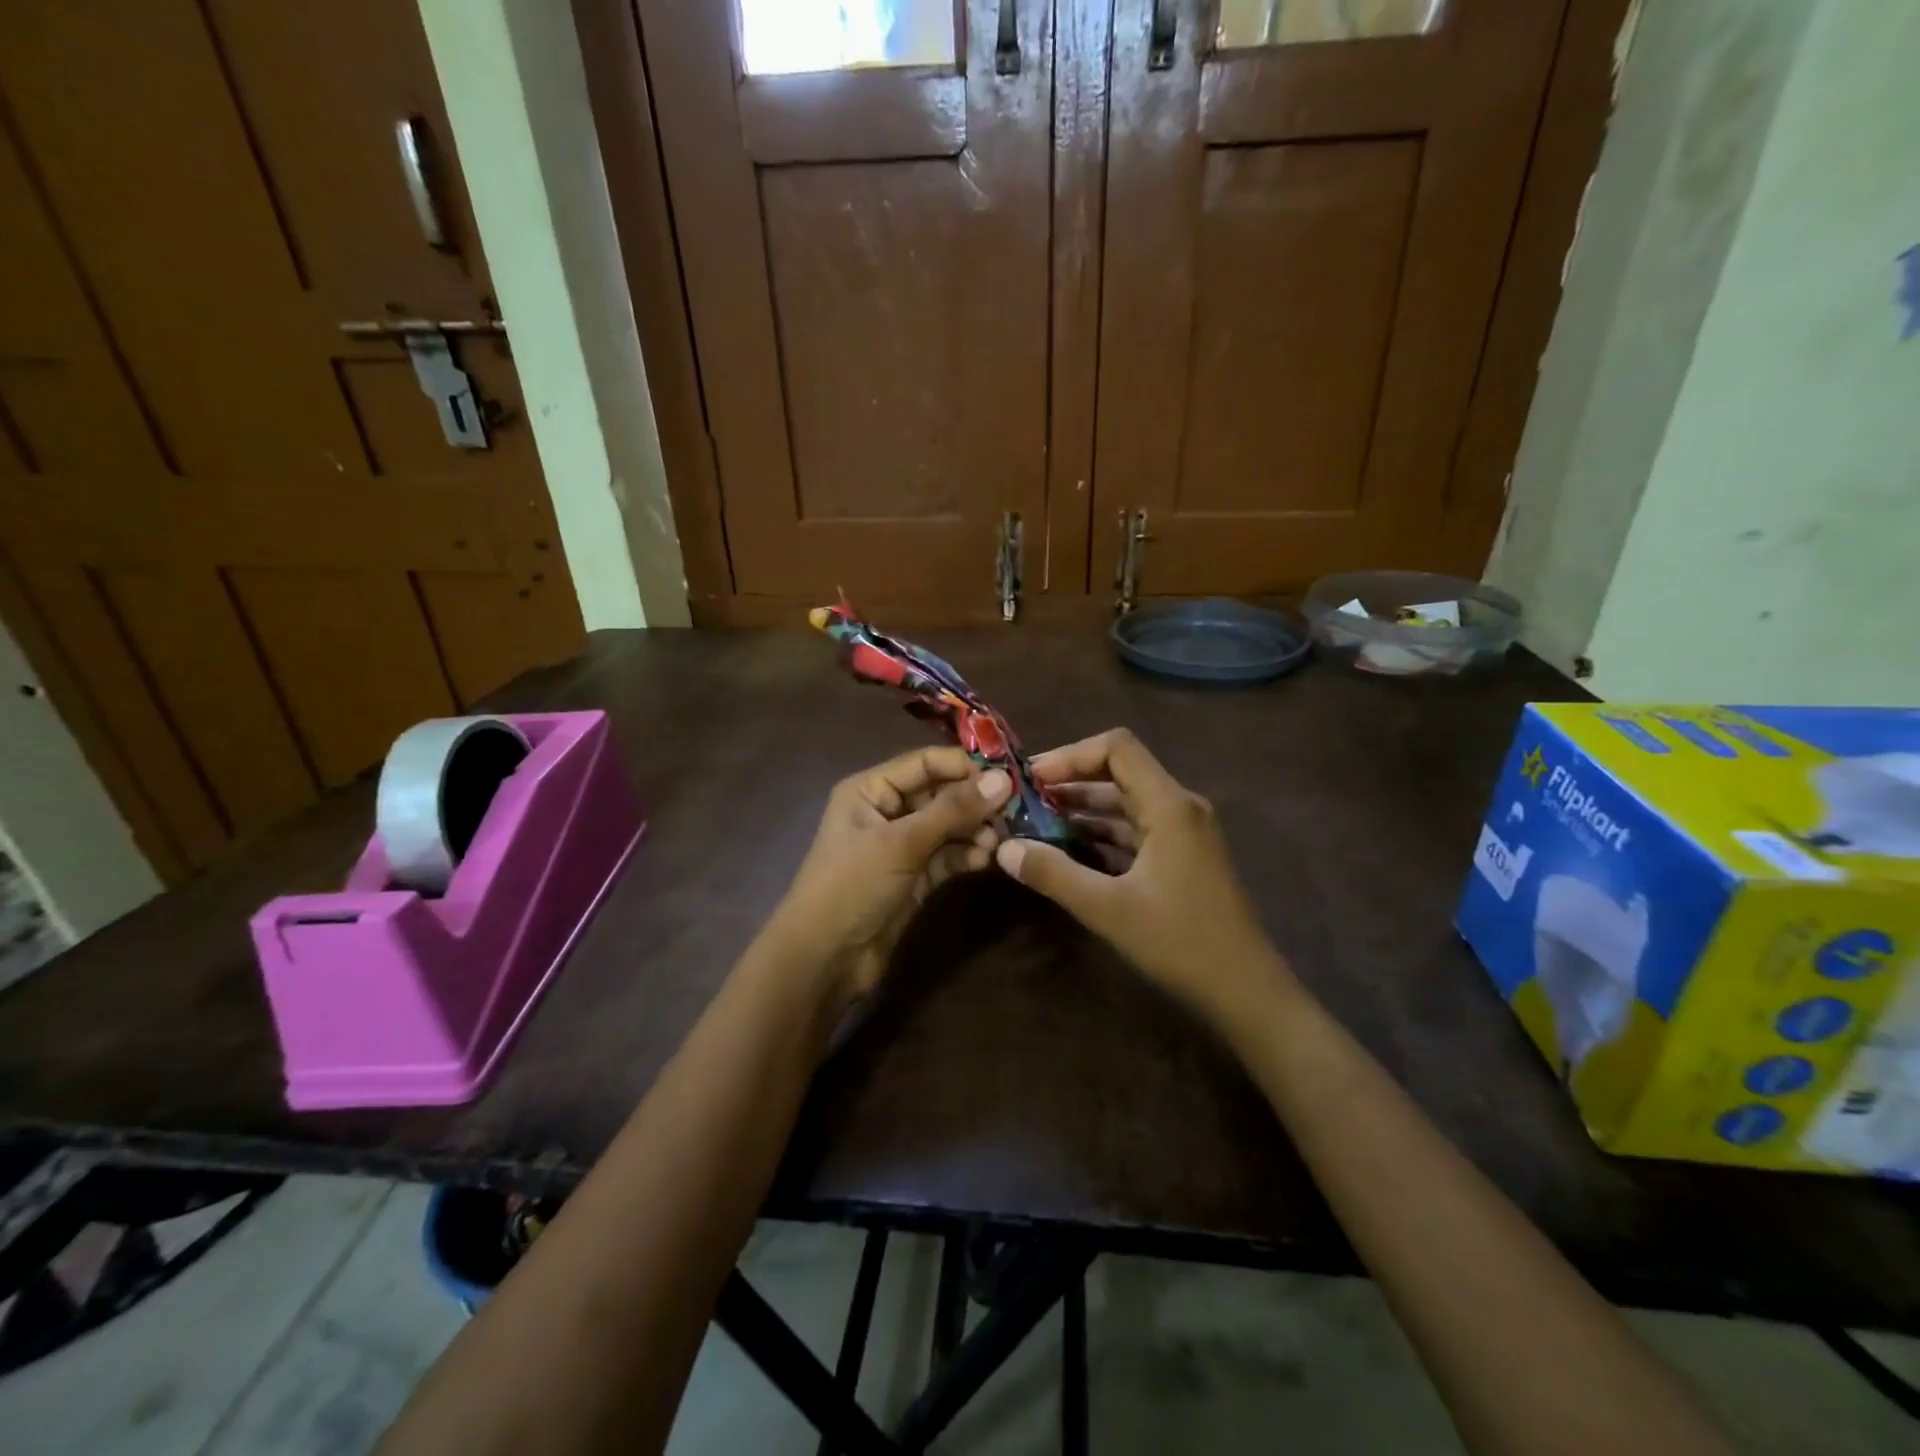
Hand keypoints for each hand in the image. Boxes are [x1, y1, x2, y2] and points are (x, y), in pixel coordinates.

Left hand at [769, 746, 1013, 1004]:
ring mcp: (902, 846)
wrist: (824, 960)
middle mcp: (887, 810)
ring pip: (949, 827)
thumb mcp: (901, 842)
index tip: (1009, 776)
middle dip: (975, 802)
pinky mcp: (915, 877)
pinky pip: (948, 856)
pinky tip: (988, 860)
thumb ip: (953, 810)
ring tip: (1000, 842)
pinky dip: (968, 856)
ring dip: (976, 831)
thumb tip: (1003, 779)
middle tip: (1015, 812)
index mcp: (871, 789)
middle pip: (941, 793)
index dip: (965, 766)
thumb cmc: (852, 886)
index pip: (926, 762)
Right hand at [993, 729, 1289, 1019]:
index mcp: (1168, 805)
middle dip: (1069, 783)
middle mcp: (1178, 807)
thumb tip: (1004, 849)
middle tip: (1023, 802)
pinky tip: (1068, 851)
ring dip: (1082, 810)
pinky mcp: (1181, 857)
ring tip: (1035, 825)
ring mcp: (1183, 833)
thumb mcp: (1109, 908)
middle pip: (1118, 772)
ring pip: (1125, 803)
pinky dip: (1101, 834)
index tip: (1032, 779)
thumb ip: (1054, 874)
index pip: (1117, 748)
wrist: (1246, 990)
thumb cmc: (1181, 942)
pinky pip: (1135, 830)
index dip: (1070, 755)